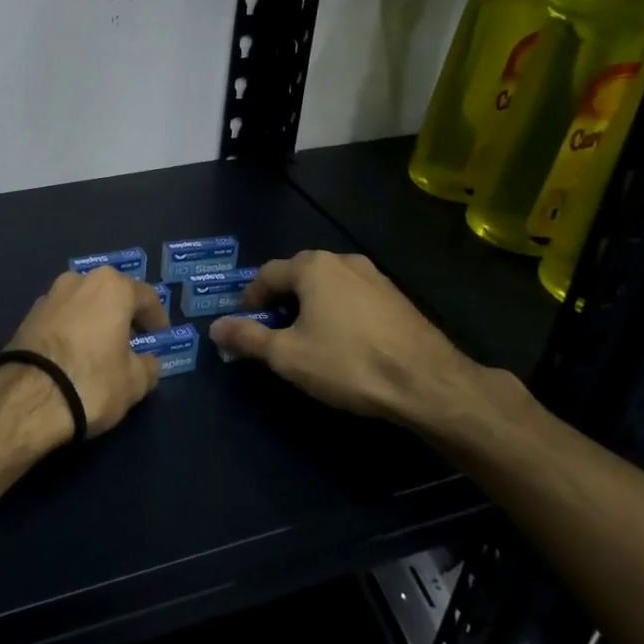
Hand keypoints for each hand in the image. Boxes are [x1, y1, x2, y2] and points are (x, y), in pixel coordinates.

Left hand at [0, 266, 170, 440]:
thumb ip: (148, 366)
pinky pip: (61, 318)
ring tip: (102, 349)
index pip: (146, 297)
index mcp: (111, 286)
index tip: (162, 337)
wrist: (27, 398)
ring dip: (95, 321)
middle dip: (123, 315)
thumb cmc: (93, 381)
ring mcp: (49, 296)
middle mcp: (79, 280)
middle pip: (111, 294)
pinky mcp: (27, 316)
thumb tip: (147, 361)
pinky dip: (72, 330)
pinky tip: (74, 355)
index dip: (158, 318)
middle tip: (133, 340)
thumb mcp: (134, 382)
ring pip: (83, 304)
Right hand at [208, 250, 522, 437]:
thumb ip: (248, 338)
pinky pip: (353, 296)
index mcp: (313, 267)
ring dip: (310, 305)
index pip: (267, 273)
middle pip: (298, 274)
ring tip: (306, 338)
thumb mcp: (288, 355)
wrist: (428, 383)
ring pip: (328, 285)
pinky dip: (338, 311)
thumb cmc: (349, 363)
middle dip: (280, 300)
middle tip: (272, 332)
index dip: (249, 298)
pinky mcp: (396, 297)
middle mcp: (343, 260)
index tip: (244, 325)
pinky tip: (342, 341)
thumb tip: (215, 328)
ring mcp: (375, 276)